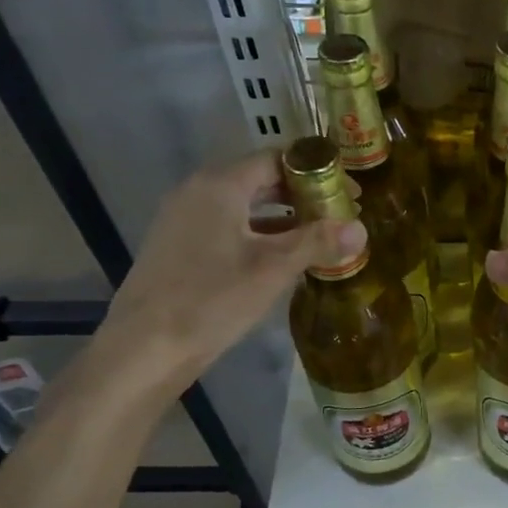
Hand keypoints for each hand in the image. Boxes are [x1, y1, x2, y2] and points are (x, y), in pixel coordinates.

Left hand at [94, 152, 364, 405]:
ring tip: (317, 238)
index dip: (318, 173)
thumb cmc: (212, 299)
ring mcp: (183, 218)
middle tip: (338, 217)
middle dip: (302, 196)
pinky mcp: (178, 245)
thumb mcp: (273, 269)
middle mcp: (198, 190)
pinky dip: (258, 233)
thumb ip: (318, 242)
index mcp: (220, 184)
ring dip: (282, 217)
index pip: (277, 159)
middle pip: (260, 180)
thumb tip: (362, 229)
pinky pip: (227, 226)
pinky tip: (280, 259)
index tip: (349, 194)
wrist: (145, 348)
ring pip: (243, 205)